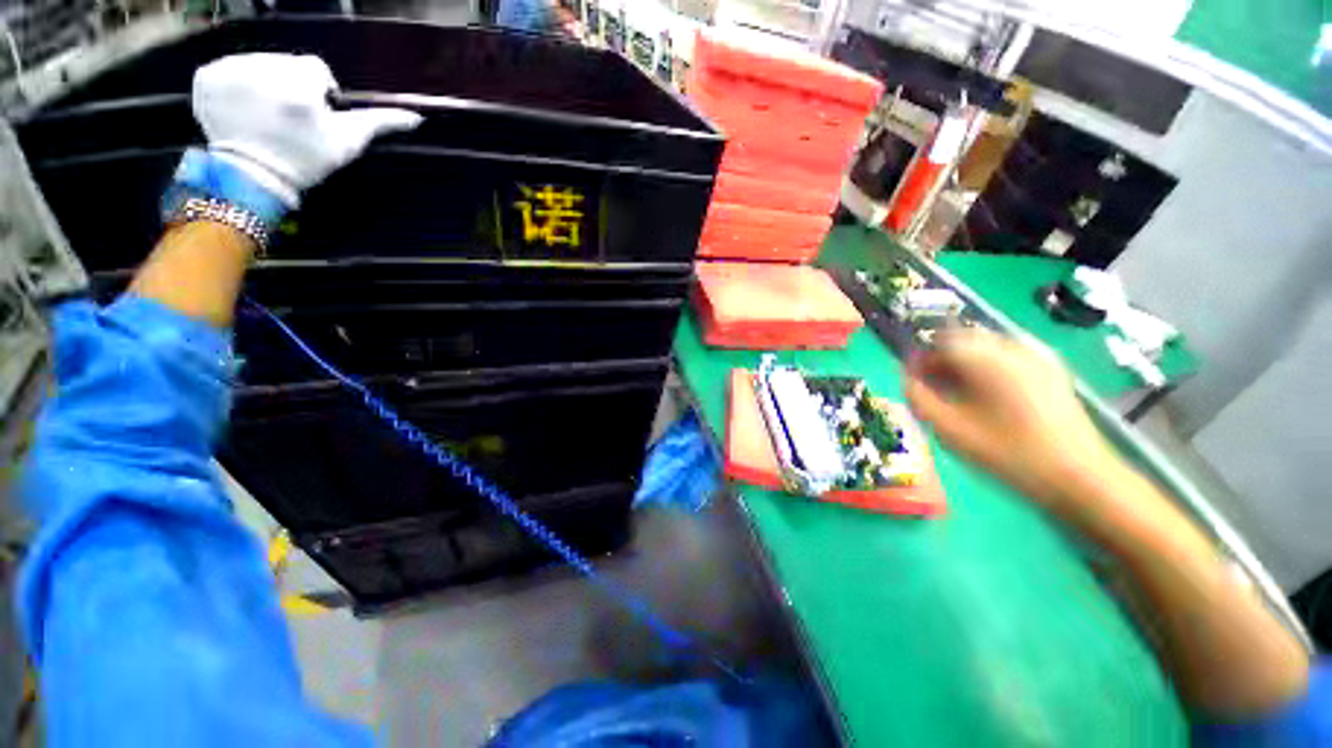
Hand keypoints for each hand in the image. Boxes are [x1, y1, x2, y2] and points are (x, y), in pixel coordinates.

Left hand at [191, 54, 421, 205]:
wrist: (253, 177)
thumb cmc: (306, 160)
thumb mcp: (347, 142)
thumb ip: (378, 123)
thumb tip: (415, 117)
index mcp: (299, 86)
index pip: (316, 69)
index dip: (318, 92)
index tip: (311, 116)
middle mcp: (263, 71)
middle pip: (286, 62)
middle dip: (289, 85)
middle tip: (286, 117)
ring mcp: (230, 70)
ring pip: (258, 62)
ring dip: (264, 82)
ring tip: (263, 113)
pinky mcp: (206, 75)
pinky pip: (229, 66)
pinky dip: (236, 81)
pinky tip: (242, 106)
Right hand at [904, 329, 1117, 510]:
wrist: (1079, 477)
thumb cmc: (1007, 454)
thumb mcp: (950, 429)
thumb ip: (919, 398)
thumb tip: (906, 377)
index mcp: (985, 359)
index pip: (940, 342)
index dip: (920, 359)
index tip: (912, 381)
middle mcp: (1011, 349)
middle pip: (964, 341)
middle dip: (942, 361)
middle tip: (934, 389)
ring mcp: (1037, 358)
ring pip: (986, 348)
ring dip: (965, 365)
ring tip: (959, 396)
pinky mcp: (1052, 372)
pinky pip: (1009, 358)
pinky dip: (989, 370)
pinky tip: (990, 397)